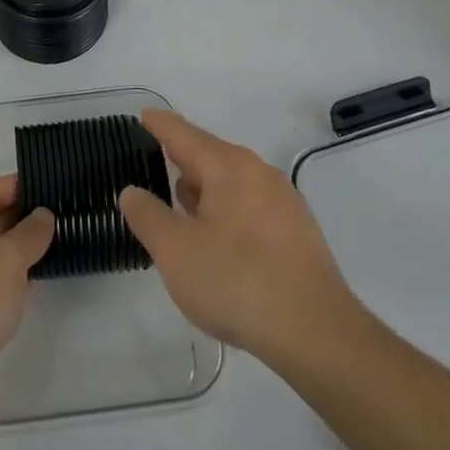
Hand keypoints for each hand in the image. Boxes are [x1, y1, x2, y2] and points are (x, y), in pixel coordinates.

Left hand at [0, 176, 53, 427]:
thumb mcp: (5, 260)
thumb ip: (29, 233)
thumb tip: (43, 216)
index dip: (17, 185)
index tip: (51, 183)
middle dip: (22, 217)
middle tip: (63, 211)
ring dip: (20, 250)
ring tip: (60, 240)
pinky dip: (13, 279)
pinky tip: (40, 279)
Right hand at [120, 110, 363, 361]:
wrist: (317, 333)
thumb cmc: (237, 281)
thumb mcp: (175, 251)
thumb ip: (147, 215)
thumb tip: (132, 191)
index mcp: (229, 166)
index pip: (184, 134)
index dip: (158, 124)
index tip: (142, 116)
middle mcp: (258, 173)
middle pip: (209, 155)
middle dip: (180, 160)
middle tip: (150, 168)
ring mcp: (283, 202)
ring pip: (231, 183)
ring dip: (203, 190)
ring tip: (177, 207)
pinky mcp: (296, 233)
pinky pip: (249, 206)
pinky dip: (224, 211)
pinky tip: (215, 240)